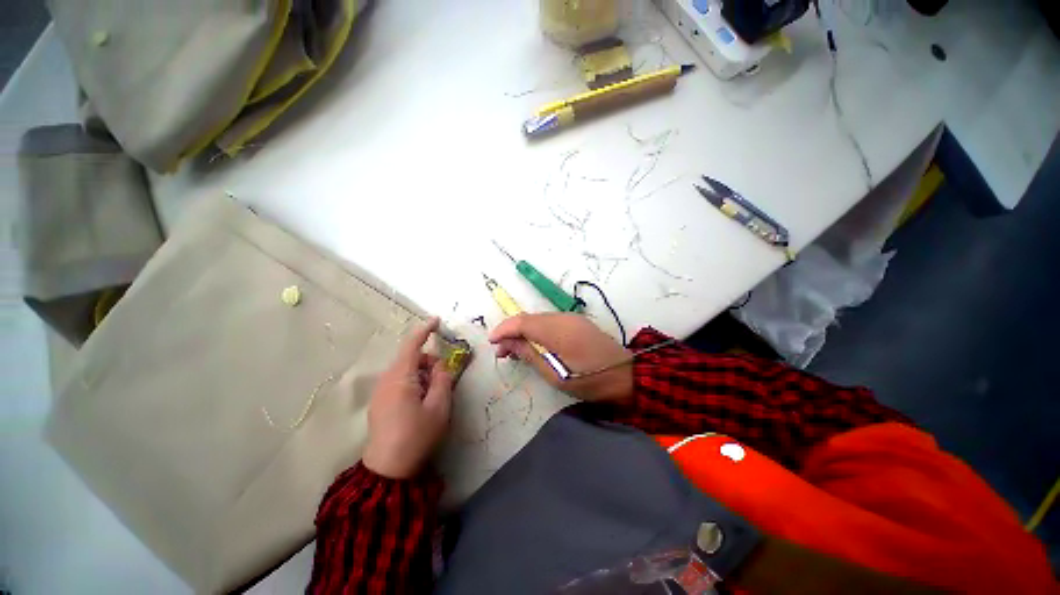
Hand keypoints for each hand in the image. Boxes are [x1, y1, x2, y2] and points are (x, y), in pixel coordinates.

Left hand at [362, 317, 453, 478]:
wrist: (388, 469)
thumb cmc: (416, 435)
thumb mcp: (439, 406)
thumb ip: (442, 380)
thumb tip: (440, 366)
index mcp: (400, 377)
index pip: (412, 345)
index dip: (424, 330)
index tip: (436, 320)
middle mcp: (386, 380)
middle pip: (410, 358)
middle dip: (429, 362)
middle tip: (444, 379)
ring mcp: (380, 392)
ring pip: (405, 371)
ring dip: (422, 374)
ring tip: (433, 395)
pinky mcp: (379, 403)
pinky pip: (399, 382)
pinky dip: (414, 383)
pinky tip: (420, 403)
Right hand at [489, 313, 632, 402]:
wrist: (625, 376)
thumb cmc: (589, 380)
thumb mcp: (555, 374)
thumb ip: (530, 354)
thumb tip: (508, 342)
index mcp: (558, 330)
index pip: (522, 322)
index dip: (504, 330)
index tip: (491, 342)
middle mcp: (563, 318)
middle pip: (529, 318)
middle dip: (511, 331)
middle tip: (501, 351)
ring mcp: (572, 318)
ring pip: (538, 319)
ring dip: (523, 331)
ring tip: (513, 350)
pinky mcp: (577, 322)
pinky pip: (550, 322)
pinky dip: (536, 331)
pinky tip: (532, 344)